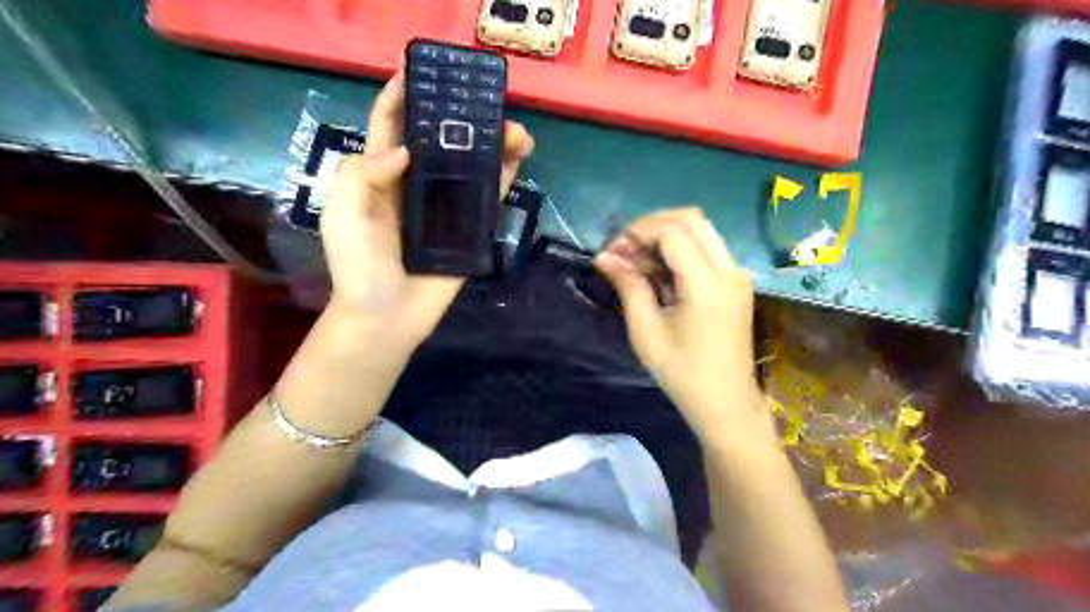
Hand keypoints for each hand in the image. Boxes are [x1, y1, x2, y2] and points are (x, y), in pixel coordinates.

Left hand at [321, 71, 531, 353]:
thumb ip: (362, 175)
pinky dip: (504, 176)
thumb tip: (406, 152)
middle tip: (485, 99)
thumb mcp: (343, 214)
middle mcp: (417, 184)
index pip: (391, 126)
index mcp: (381, 175)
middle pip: (441, 141)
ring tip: (516, 129)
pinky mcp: (469, 230)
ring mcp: (445, 207)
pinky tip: (518, 157)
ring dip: (493, 144)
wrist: (386, 316)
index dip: (402, 94)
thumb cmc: (358, 265)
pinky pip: (488, 198)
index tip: (421, 68)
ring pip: (471, 166)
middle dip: (461, 117)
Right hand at [596, 208, 765, 443]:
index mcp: (707, 285)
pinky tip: (659, 270)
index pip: (673, 232)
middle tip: (625, 248)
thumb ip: (628, 286)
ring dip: (666, 235)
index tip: (613, 250)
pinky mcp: (736, 283)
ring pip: (702, 230)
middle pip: (692, 219)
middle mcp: (730, 271)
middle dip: (653, 224)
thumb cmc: (682, 374)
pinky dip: (680, 249)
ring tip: (637, 259)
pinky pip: (708, 248)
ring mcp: (737, 275)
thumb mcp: (646, 332)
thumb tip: (604, 257)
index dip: (639, 232)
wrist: (726, 403)